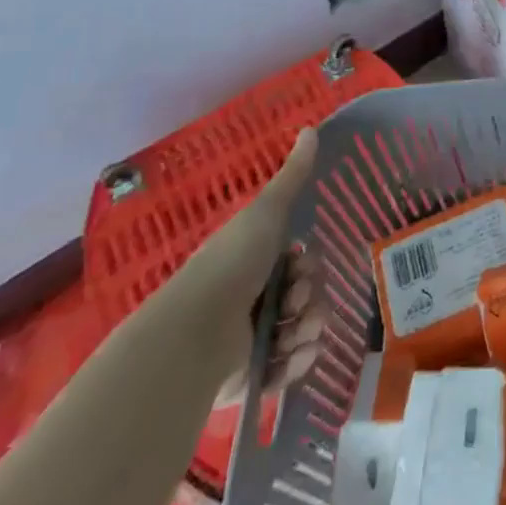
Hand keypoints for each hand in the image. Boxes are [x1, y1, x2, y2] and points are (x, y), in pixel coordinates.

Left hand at [180, 129, 326, 385]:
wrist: (193, 335)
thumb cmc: (231, 265)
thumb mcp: (265, 212)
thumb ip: (292, 176)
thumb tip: (312, 127)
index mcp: (254, 261)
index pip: (300, 263)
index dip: (308, 265)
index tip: (300, 266)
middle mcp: (253, 298)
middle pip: (305, 296)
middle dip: (310, 300)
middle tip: (294, 305)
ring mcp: (250, 339)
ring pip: (302, 332)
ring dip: (308, 331)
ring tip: (293, 336)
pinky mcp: (249, 377)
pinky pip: (288, 369)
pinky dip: (295, 363)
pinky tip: (292, 357)